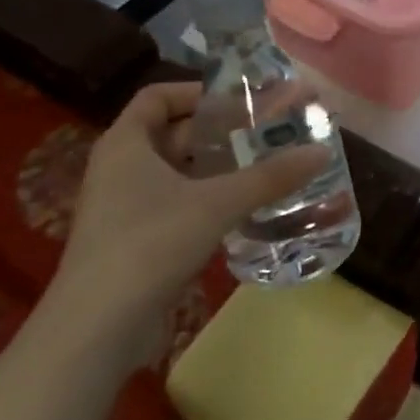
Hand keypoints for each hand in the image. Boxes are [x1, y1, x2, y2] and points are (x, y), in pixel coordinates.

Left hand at [46, 81, 328, 354]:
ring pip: (180, 172)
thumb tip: (322, 150)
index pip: (158, 97)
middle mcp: (121, 169)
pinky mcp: (137, 242)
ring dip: (221, 167)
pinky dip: (211, 199)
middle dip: (223, 131)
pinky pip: (180, 204)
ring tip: (269, 165)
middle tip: (271, 130)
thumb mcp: (217, 203)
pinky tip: (247, 208)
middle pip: (175, 133)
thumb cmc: (150, 244)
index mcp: (126, 144)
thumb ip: (270, 176)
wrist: (97, 328)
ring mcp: (126, 208)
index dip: (199, 92)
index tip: (243, 99)